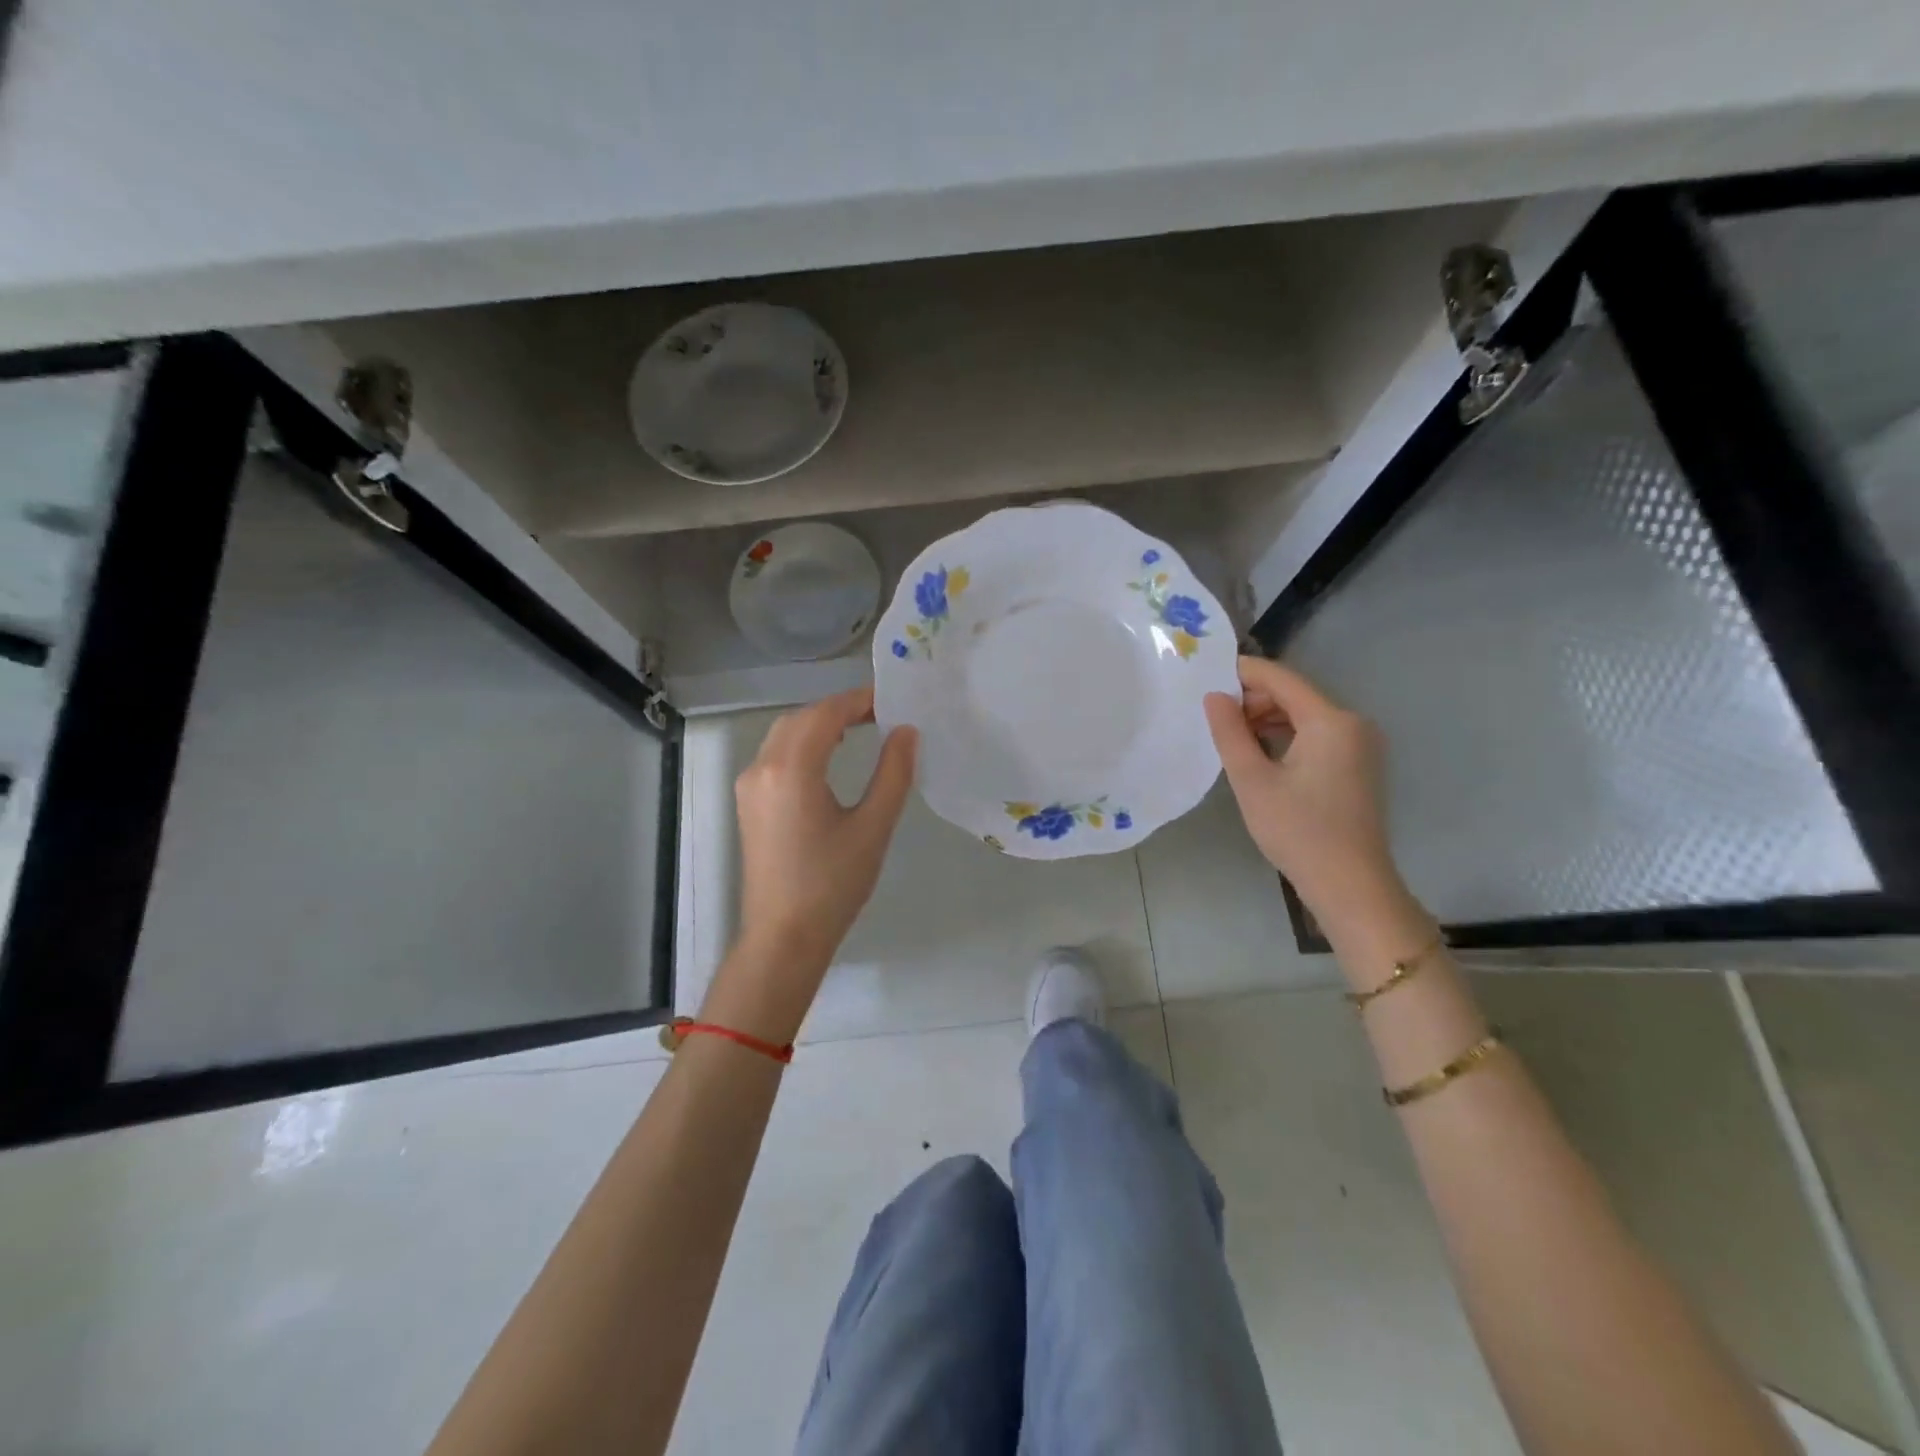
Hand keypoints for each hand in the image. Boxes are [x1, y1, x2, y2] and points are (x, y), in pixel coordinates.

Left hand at [716, 687, 916, 1034]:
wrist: (783, 937)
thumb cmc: (832, 885)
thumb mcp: (873, 827)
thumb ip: (893, 773)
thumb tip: (906, 731)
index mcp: (791, 770)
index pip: (825, 714)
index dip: (858, 701)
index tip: (892, 700)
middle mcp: (762, 768)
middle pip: (801, 718)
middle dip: (839, 709)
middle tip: (880, 714)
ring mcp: (749, 786)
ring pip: (784, 734)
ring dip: (819, 724)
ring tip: (860, 729)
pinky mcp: (748, 803)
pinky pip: (775, 755)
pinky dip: (802, 743)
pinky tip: (828, 756)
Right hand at [1204, 657, 1401, 925]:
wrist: (1350, 885)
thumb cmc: (1298, 831)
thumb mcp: (1252, 780)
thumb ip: (1230, 732)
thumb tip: (1214, 696)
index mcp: (1331, 720)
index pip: (1281, 679)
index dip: (1243, 673)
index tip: (1206, 676)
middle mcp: (1353, 723)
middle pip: (1295, 695)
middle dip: (1253, 700)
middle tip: (1214, 718)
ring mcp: (1360, 745)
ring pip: (1305, 716)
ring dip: (1268, 720)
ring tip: (1231, 738)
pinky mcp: (1359, 765)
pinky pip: (1317, 736)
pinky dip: (1287, 737)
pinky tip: (1260, 755)